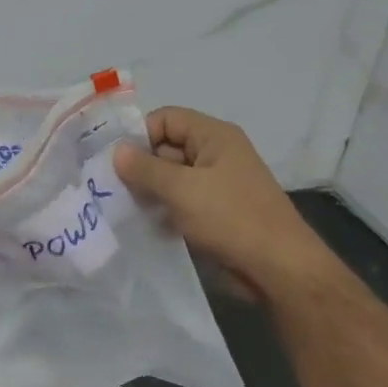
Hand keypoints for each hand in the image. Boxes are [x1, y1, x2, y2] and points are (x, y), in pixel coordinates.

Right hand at [112, 106, 336, 300]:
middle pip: (165, 148)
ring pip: (169, 178)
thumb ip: (145, 168)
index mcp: (214, 136)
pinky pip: (179, 202)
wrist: (277, 268)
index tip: (115, 161)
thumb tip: (116, 151)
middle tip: (110, 188)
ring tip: (122, 208)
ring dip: (147, 192)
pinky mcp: (213, 213)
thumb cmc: (231, 218)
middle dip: (139, 167)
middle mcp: (215, 154)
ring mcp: (215, 185)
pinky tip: (143, 225)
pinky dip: (161, 210)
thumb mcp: (182, 189)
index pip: (166, 118)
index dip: (140, 134)